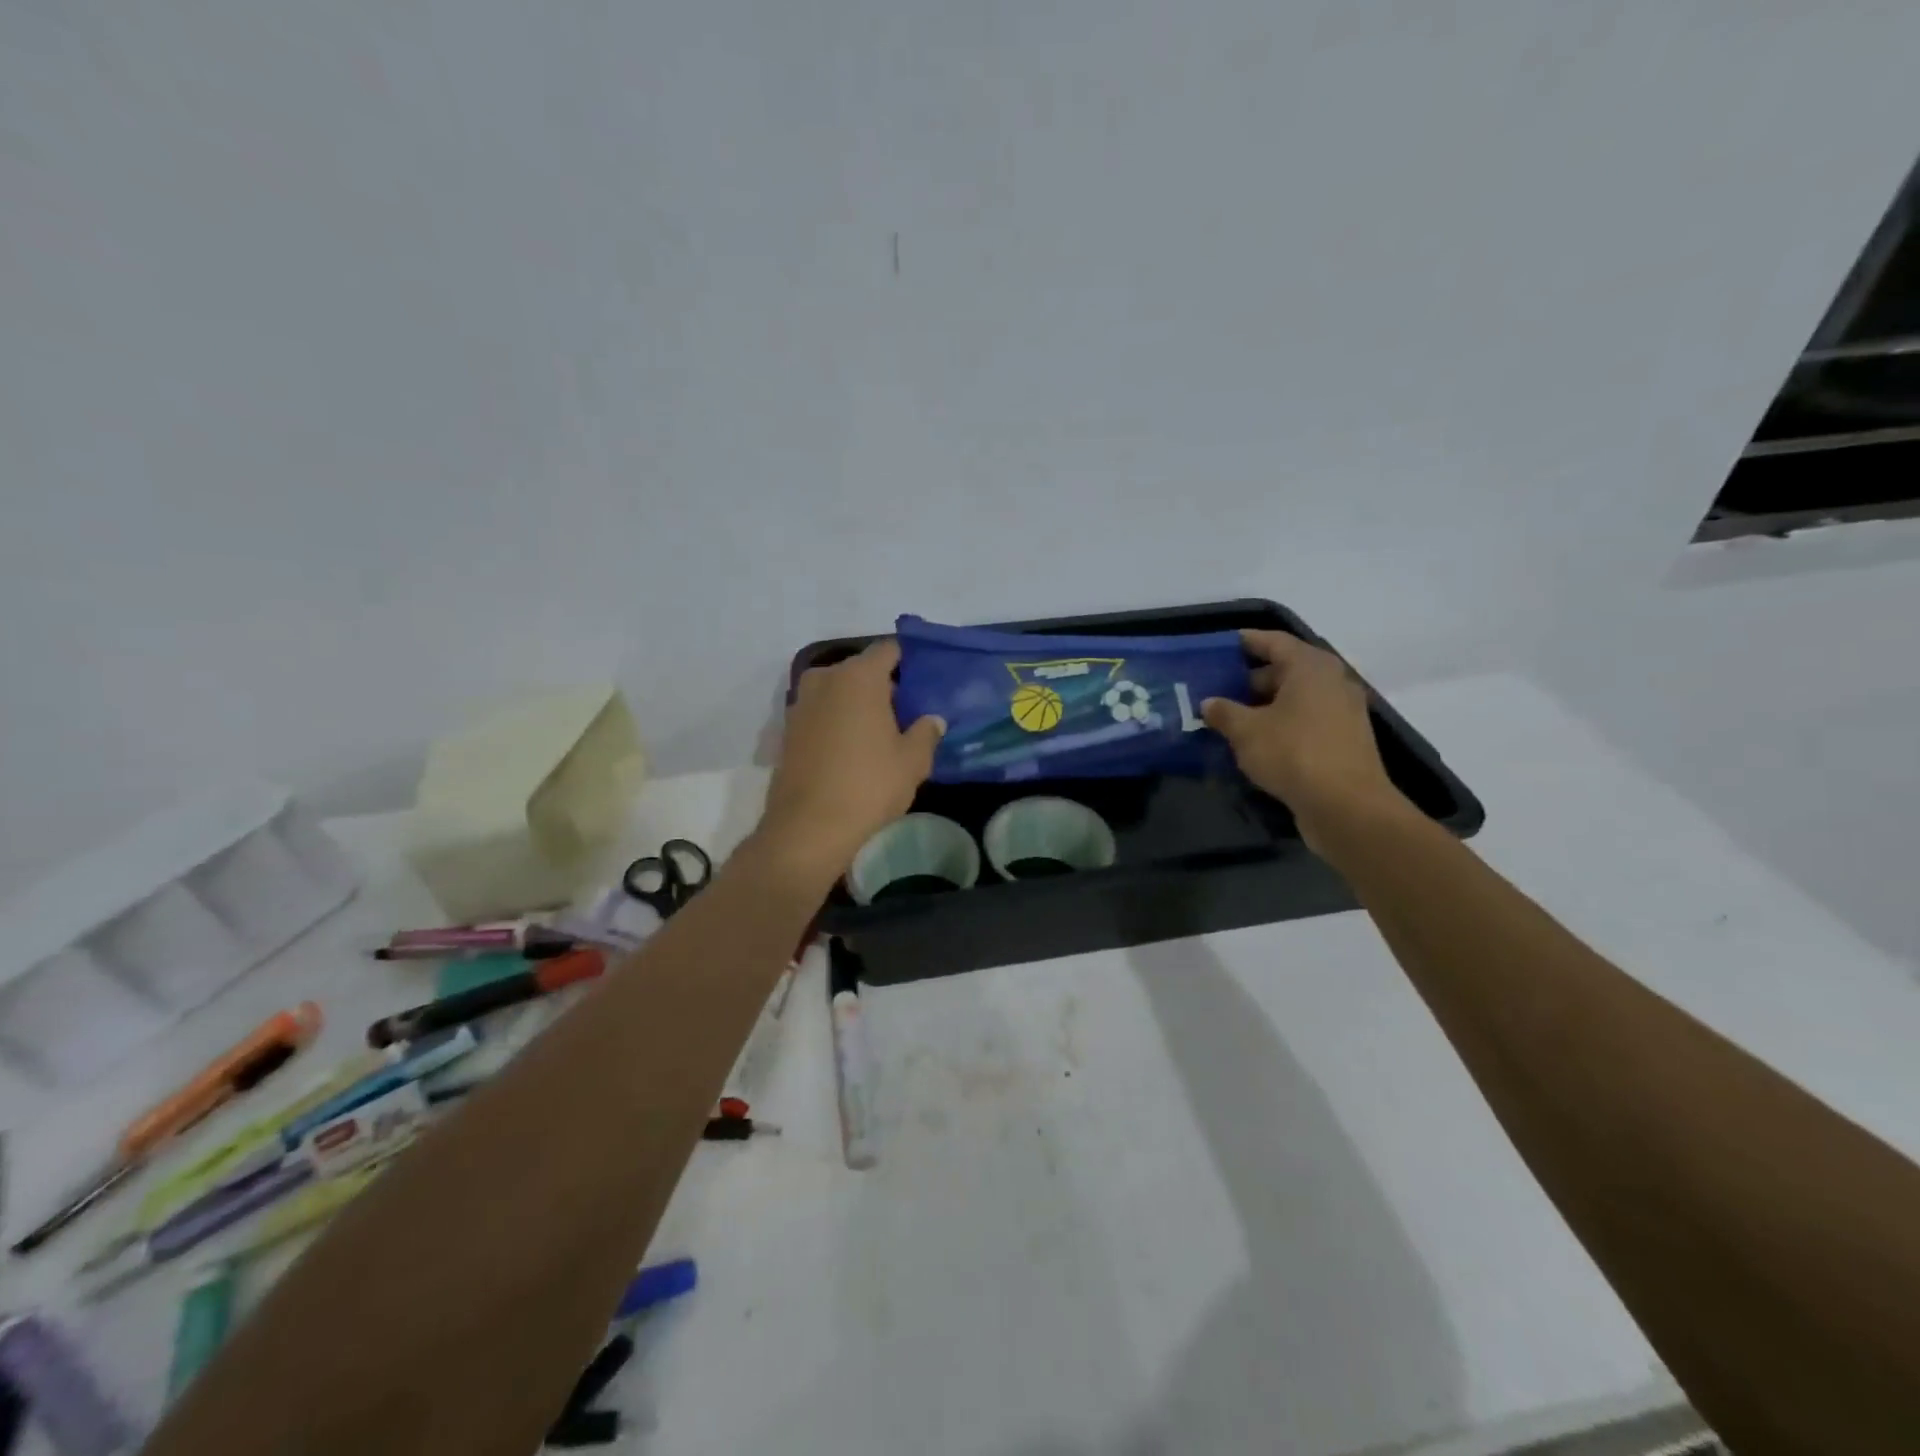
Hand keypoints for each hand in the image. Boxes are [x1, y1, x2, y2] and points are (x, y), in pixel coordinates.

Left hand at [757, 640, 944, 878]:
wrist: (808, 827)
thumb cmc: (868, 785)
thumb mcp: (912, 761)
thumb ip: (926, 732)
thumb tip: (932, 720)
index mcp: (859, 676)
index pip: (889, 649)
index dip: (909, 661)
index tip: (925, 680)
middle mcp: (826, 679)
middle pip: (862, 670)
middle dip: (884, 686)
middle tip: (907, 713)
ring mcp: (801, 703)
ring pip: (839, 692)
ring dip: (858, 705)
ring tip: (881, 734)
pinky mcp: (787, 730)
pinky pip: (821, 713)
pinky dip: (837, 721)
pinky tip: (852, 750)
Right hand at [1202, 631, 1405, 846]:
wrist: (1346, 806)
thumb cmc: (1294, 754)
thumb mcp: (1246, 731)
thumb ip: (1224, 712)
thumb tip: (1209, 703)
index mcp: (1310, 667)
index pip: (1274, 642)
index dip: (1246, 641)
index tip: (1221, 646)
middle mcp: (1332, 682)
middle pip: (1286, 670)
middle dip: (1250, 679)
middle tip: (1218, 688)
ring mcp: (1342, 712)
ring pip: (1295, 698)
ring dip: (1264, 706)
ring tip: (1230, 717)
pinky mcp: (1344, 741)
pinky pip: (1305, 722)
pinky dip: (1281, 725)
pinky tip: (1256, 742)